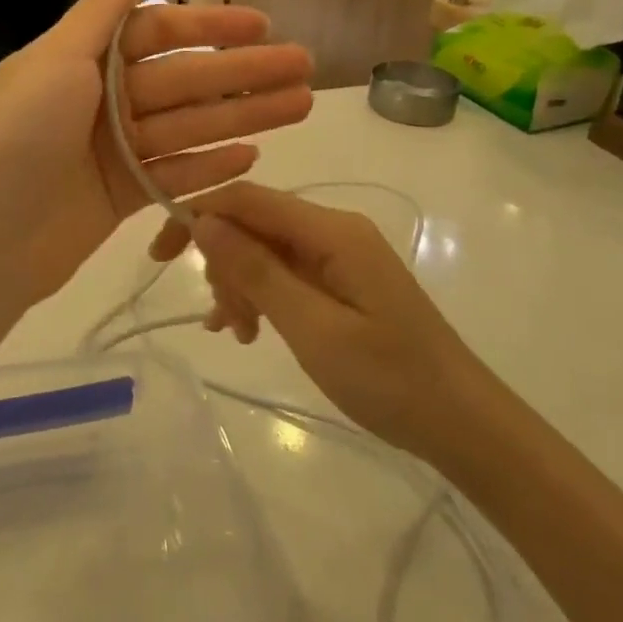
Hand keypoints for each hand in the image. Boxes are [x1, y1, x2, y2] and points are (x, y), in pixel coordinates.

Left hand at [0, 0, 312, 312]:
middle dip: (244, 73)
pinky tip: (253, 156)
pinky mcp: (123, 197)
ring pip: (191, 126)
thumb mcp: (56, 60)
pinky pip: (176, 174)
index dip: (211, 28)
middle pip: (186, 81)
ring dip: (244, 115)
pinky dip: (211, 166)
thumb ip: (102, 12)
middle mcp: (103, 100)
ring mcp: (115, 151)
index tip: (262, 25)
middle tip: (304, 67)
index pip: (159, 32)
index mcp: (85, 60)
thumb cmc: (19, 137)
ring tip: (301, 105)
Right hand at [150, 183, 471, 457]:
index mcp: (331, 231)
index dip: (198, 214)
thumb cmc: (389, 379)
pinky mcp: (343, 279)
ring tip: (238, 333)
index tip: (159, 254)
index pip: (247, 199)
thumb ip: (256, 271)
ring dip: (241, 284)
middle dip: (224, 262)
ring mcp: (340, 254)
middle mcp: (334, 230)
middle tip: (223, 321)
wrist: (463, 423)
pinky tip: (250, 329)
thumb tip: (203, 222)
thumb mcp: (312, 328)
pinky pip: (287, 272)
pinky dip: (262, 295)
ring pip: (266, 250)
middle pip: (255, 223)